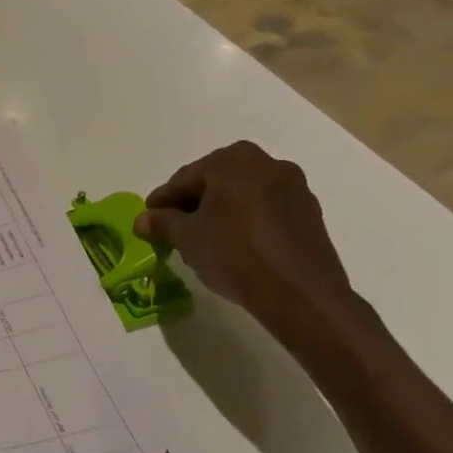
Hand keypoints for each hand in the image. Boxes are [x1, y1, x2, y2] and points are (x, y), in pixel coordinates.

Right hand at [134, 141, 357, 340]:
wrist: (300, 293)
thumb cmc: (235, 254)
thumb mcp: (187, 238)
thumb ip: (162, 223)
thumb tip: (142, 220)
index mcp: (234, 160)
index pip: (185, 179)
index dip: (163, 201)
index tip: (149, 219)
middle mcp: (267, 163)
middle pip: (215, 183)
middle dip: (193, 205)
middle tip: (174, 230)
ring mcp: (294, 187)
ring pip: (242, 196)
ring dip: (220, 214)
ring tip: (204, 241)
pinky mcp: (309, 213)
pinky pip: (265, 211)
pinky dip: (246, 223)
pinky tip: (235, 247)